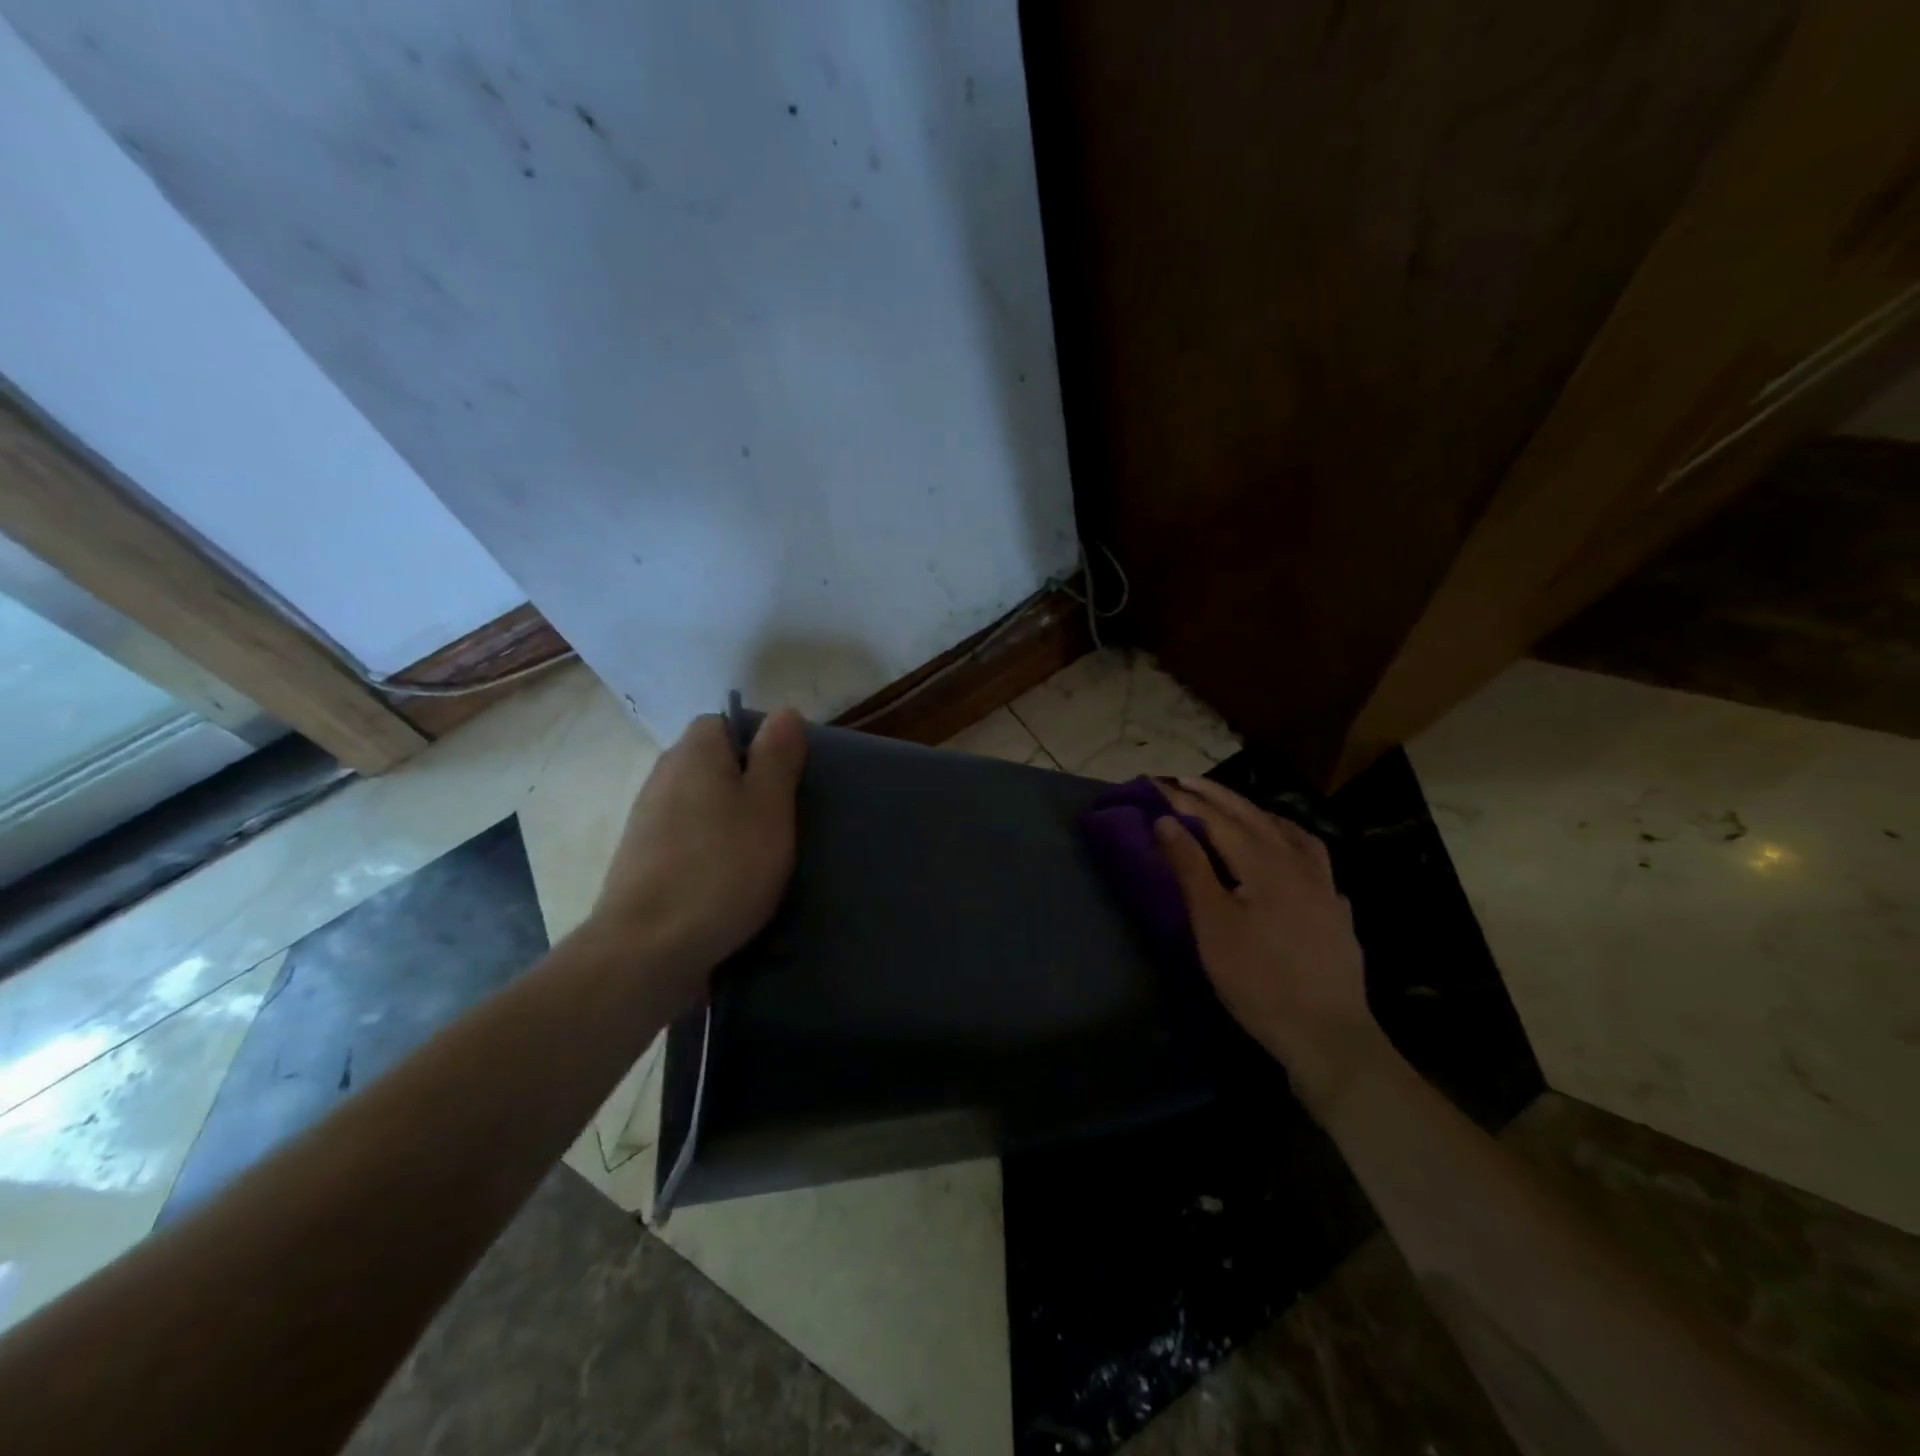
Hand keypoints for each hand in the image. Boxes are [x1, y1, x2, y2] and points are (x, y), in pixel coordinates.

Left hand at [590, 709, 807, 994]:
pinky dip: (707, 850)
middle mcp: (663, 776)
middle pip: (713, 764)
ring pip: (699, 804)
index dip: (760, 743)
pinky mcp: (640, 861)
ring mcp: (646, 820)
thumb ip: (778, 756)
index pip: (726, 723)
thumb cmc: (722, 868)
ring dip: (728, 820)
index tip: (788, 778)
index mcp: (694, 753)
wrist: (647, 949)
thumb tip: (784, 712)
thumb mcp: (769, 806)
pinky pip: (685, 839)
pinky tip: (727, 880)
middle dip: (748, 784)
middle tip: (782, 817)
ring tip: (760, 853)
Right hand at [1154, 776, 1389, 1115]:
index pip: (1217, 819)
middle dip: (1217, 796)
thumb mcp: (1212, 924)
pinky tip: (1287, 852)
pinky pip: (1312, 857)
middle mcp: (1298, 863)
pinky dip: (1290, 840)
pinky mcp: (1335, 910)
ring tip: (1234, 807)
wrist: (1328, 1036)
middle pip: (1253, 817)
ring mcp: (1324, 886)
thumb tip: (1166, 820)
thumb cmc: (1258, 980)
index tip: (1156, 784)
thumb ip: (1190, 867)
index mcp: (1264, 863)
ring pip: (1289, 832)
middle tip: (1185, 781)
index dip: (1184, 800)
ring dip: (1256, 812)